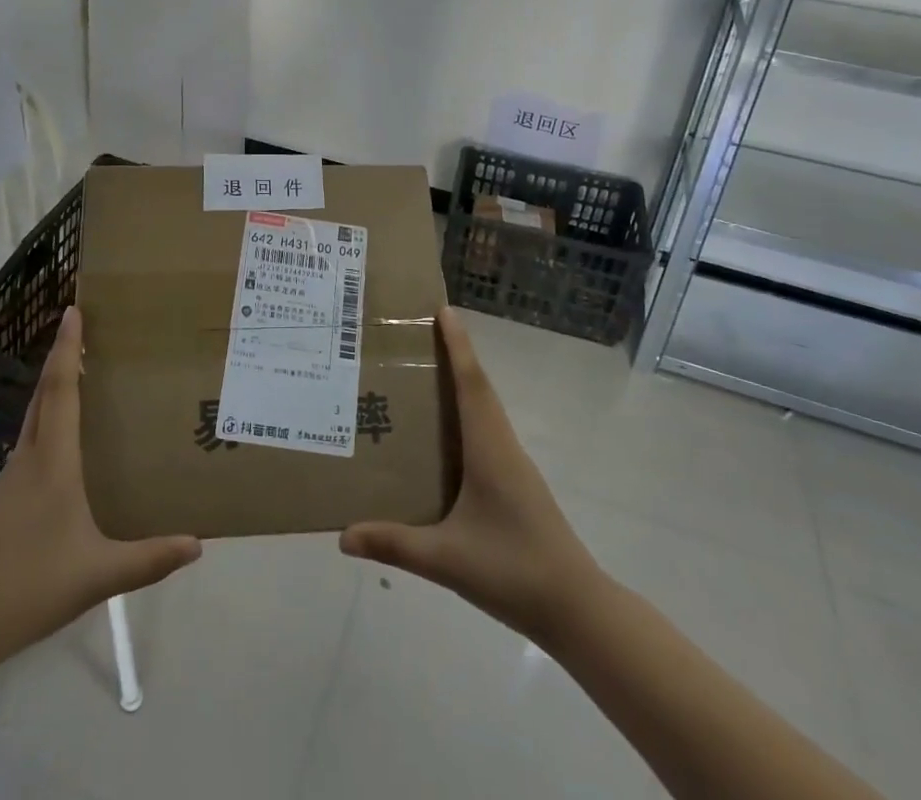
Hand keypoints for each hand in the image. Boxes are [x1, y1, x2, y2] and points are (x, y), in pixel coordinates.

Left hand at [0, 307, 201, 670]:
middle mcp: (29, 457)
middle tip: (83, 329)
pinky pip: (29, 442)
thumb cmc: (29, 588)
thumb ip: (149, 559)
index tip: (73, 311)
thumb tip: (199, 544)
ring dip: (53, 388)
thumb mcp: (98, 575)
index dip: (68, 348)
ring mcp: (10, 477)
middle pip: (44, 394)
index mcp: (53, 462)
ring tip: (82, 377)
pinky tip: (63, 444)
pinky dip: (47, 421)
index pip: (62, 390)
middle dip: (61, 357)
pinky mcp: (2, 498)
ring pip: (34, 417)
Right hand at [340, 306, 598, 645]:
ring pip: (486, 408)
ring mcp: (513, 465)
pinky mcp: (517, 483)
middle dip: (455, 354)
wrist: (578, 610)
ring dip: (462, 382)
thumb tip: (342, 535)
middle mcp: (503, 445)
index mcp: (489, 449)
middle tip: (421, 332)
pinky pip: (488, 430)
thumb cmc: (514, 571)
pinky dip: (468, 412)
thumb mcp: (446, 560)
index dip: (457, 344)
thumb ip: (395, 544)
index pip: (471, 383)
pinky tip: (446, 434)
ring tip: (425, 373)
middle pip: (479, 387)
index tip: (443, 309)